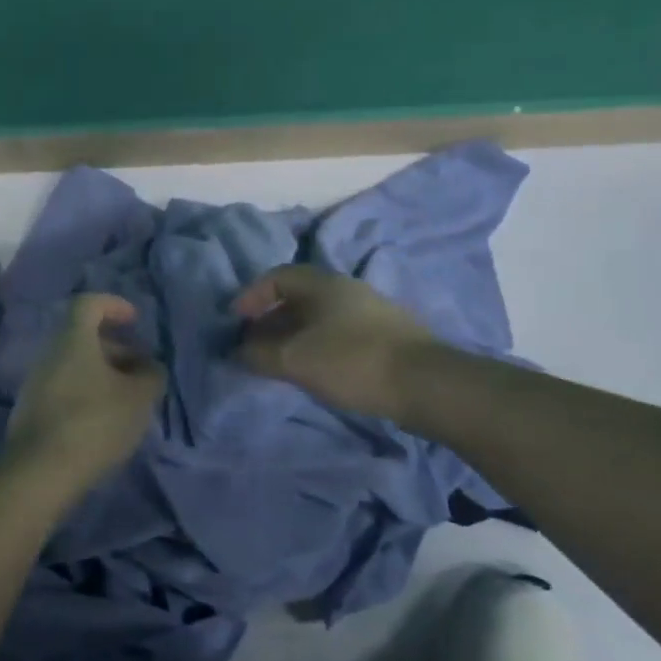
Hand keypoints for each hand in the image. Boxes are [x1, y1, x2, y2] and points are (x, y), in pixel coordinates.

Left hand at [6, 294, 165, 492]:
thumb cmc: (95, 422)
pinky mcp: (31, 413)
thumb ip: (151, 375)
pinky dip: (87, 394)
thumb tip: (150, 367)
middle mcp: (49, 354)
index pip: (89, 304)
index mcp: (73, 340)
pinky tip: (105, 421)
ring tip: (129, 400)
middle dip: (116, 348)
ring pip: (74, 366)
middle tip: (141, 370)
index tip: (135, 320)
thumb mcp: (139, 397)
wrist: (41, 472)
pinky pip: (64, 389)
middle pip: (82, 338)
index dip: (114, 306)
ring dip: (103, 374)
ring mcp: (36, 384)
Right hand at [231, 265, 438, 417]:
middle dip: (270, 318)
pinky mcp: (386, 336)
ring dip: (294, 334)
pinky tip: (315, 370)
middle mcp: (346, 289)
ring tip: (280, 361)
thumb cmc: (352, 361)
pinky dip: (317, 345)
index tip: (235, 321)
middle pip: (299, 296)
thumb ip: (260, 354)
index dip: (251, 295)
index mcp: (323, 283)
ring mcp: (370, 311)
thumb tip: (239, 350)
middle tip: (253, 344)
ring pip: (320, 316)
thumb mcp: (296, 359)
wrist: (425, 383)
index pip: (277, 276)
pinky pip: (338, 332)